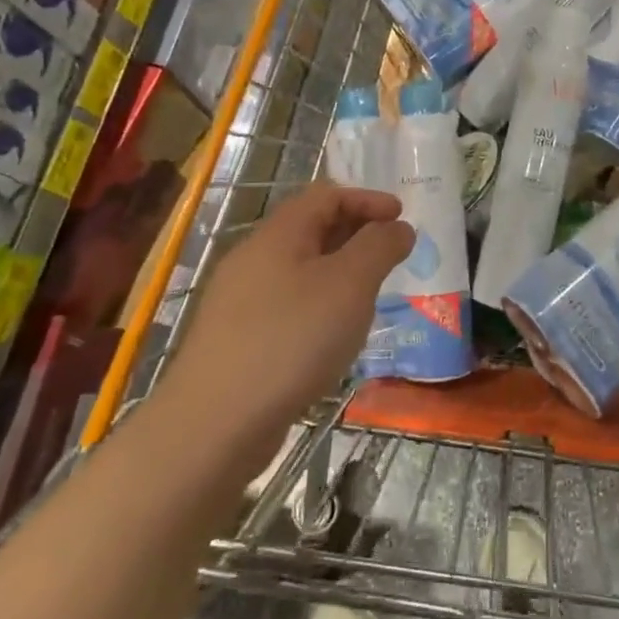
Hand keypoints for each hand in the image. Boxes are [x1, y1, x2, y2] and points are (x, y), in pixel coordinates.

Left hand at [159, 182, 412, 473]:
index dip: (367, 199)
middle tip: (392, 255)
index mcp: (278, 234)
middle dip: (356, 233)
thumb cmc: (292, 339)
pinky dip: (319, 304)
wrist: (215, 422)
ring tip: (370, 295)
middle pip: (310, 229)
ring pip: (299, 269)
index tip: (403, 218)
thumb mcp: (350, 284)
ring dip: (339, 272)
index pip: (326, 195)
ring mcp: (240, 301)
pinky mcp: (236, 339)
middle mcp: (253, 258)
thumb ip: (379, 247)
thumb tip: (398, 227)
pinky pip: (287, 304)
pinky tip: (334, 335)